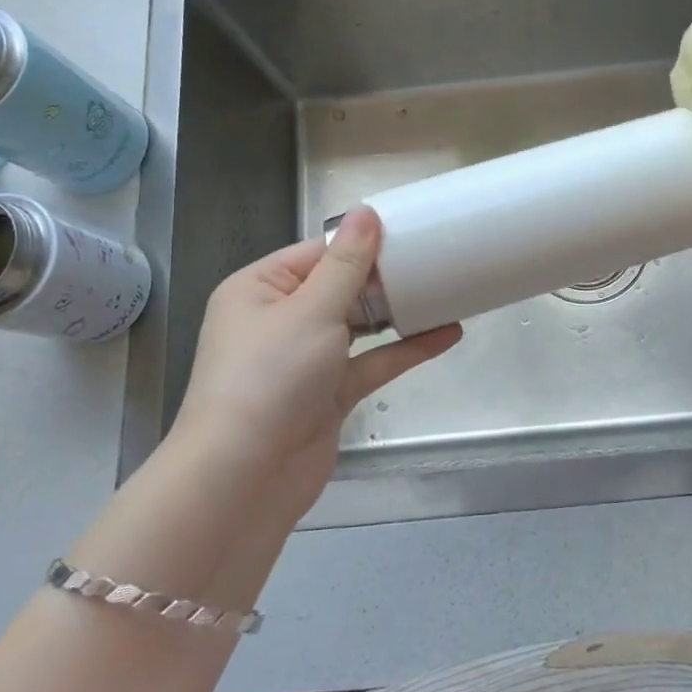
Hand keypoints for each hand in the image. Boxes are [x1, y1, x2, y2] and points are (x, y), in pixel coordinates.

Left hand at [172, 207, 461, 512]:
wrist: (245, 479)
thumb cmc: (270, 377)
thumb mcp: (310, 310)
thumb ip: (346, 264)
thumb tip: (366, 213)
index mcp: (259, 290)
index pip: (316, 253)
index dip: (360, 242)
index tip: (408, 230)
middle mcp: (279, 320)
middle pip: (339, 287)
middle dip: (383, 276)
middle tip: (434, 258)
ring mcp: (305, 360)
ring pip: (358, 325)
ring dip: (397, 312)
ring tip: (446, 290)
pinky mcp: (329, 394)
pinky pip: (371, 362)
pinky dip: (404, 349)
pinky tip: (445, 335)